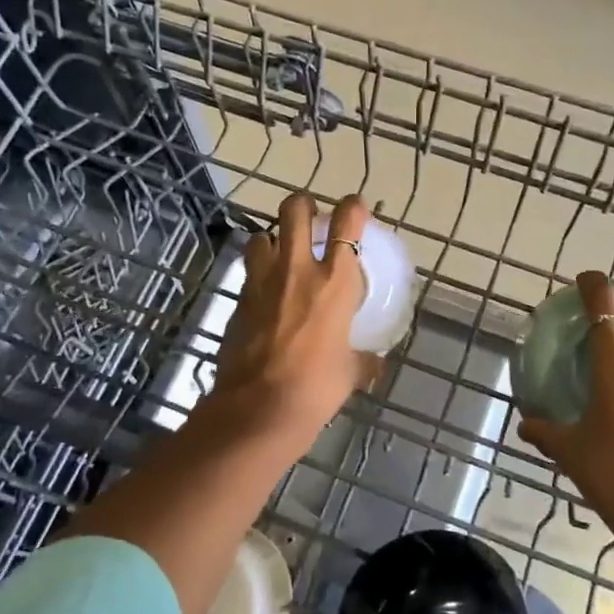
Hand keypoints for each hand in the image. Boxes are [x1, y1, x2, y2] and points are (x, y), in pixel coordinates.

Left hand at [210, 192, 379, 452]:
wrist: (259, 408)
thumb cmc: (316, 388)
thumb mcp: (350, 372)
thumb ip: (363, 359)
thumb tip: (375, 363)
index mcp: (335, 282)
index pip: (347, 224)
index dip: (353, 207)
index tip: (355, 207)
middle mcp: (298, 270)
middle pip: (295, 210)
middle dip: (303, 205)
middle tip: (310, 216)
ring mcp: (263, 281)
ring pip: (263, 235)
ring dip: (273, 239)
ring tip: (281, 254)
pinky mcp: (239, 299)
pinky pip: (249, 271)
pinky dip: (258, 272)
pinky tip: (265, 292)